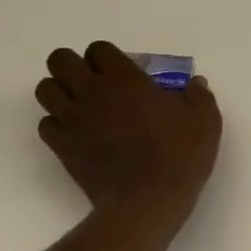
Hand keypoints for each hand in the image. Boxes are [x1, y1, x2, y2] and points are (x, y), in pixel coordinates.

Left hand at [35, 42, 221, 222]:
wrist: (147, 201)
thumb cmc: (179, 156)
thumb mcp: (205, 122)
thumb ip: (199, 96)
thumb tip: (195, 83)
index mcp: (125, 79)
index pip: (98, 49)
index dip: (107, 58)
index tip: (123, 73)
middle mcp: (91, 92)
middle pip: (59, 60)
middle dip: (73, 66)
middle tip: (95, 83)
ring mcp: (72, 120)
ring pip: (44, 89)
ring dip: (60, 92)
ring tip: (81, 106)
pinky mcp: (62, 147)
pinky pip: (45, 124)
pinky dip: (57, 124)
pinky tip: (77, 134)